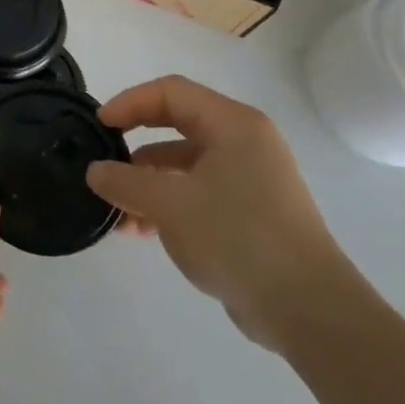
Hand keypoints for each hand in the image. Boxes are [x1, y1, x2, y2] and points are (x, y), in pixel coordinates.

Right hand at [87, 76, 354, 351]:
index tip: (99, 126)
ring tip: (116, 212)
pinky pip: (198, 192)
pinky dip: (168, 204)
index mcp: (233, 125)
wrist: (308, 310)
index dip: (129, 102)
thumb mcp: (170, 206)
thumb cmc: (238, 239)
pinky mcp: (250, 211)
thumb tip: (96, 172)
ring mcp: (250, 178)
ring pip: (184, 164)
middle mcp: (244, 142)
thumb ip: (125, 183)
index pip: (171, 92)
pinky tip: (140, 231)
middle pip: (176, 125)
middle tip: (103, 160)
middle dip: (135, 144)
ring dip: (146, 183)